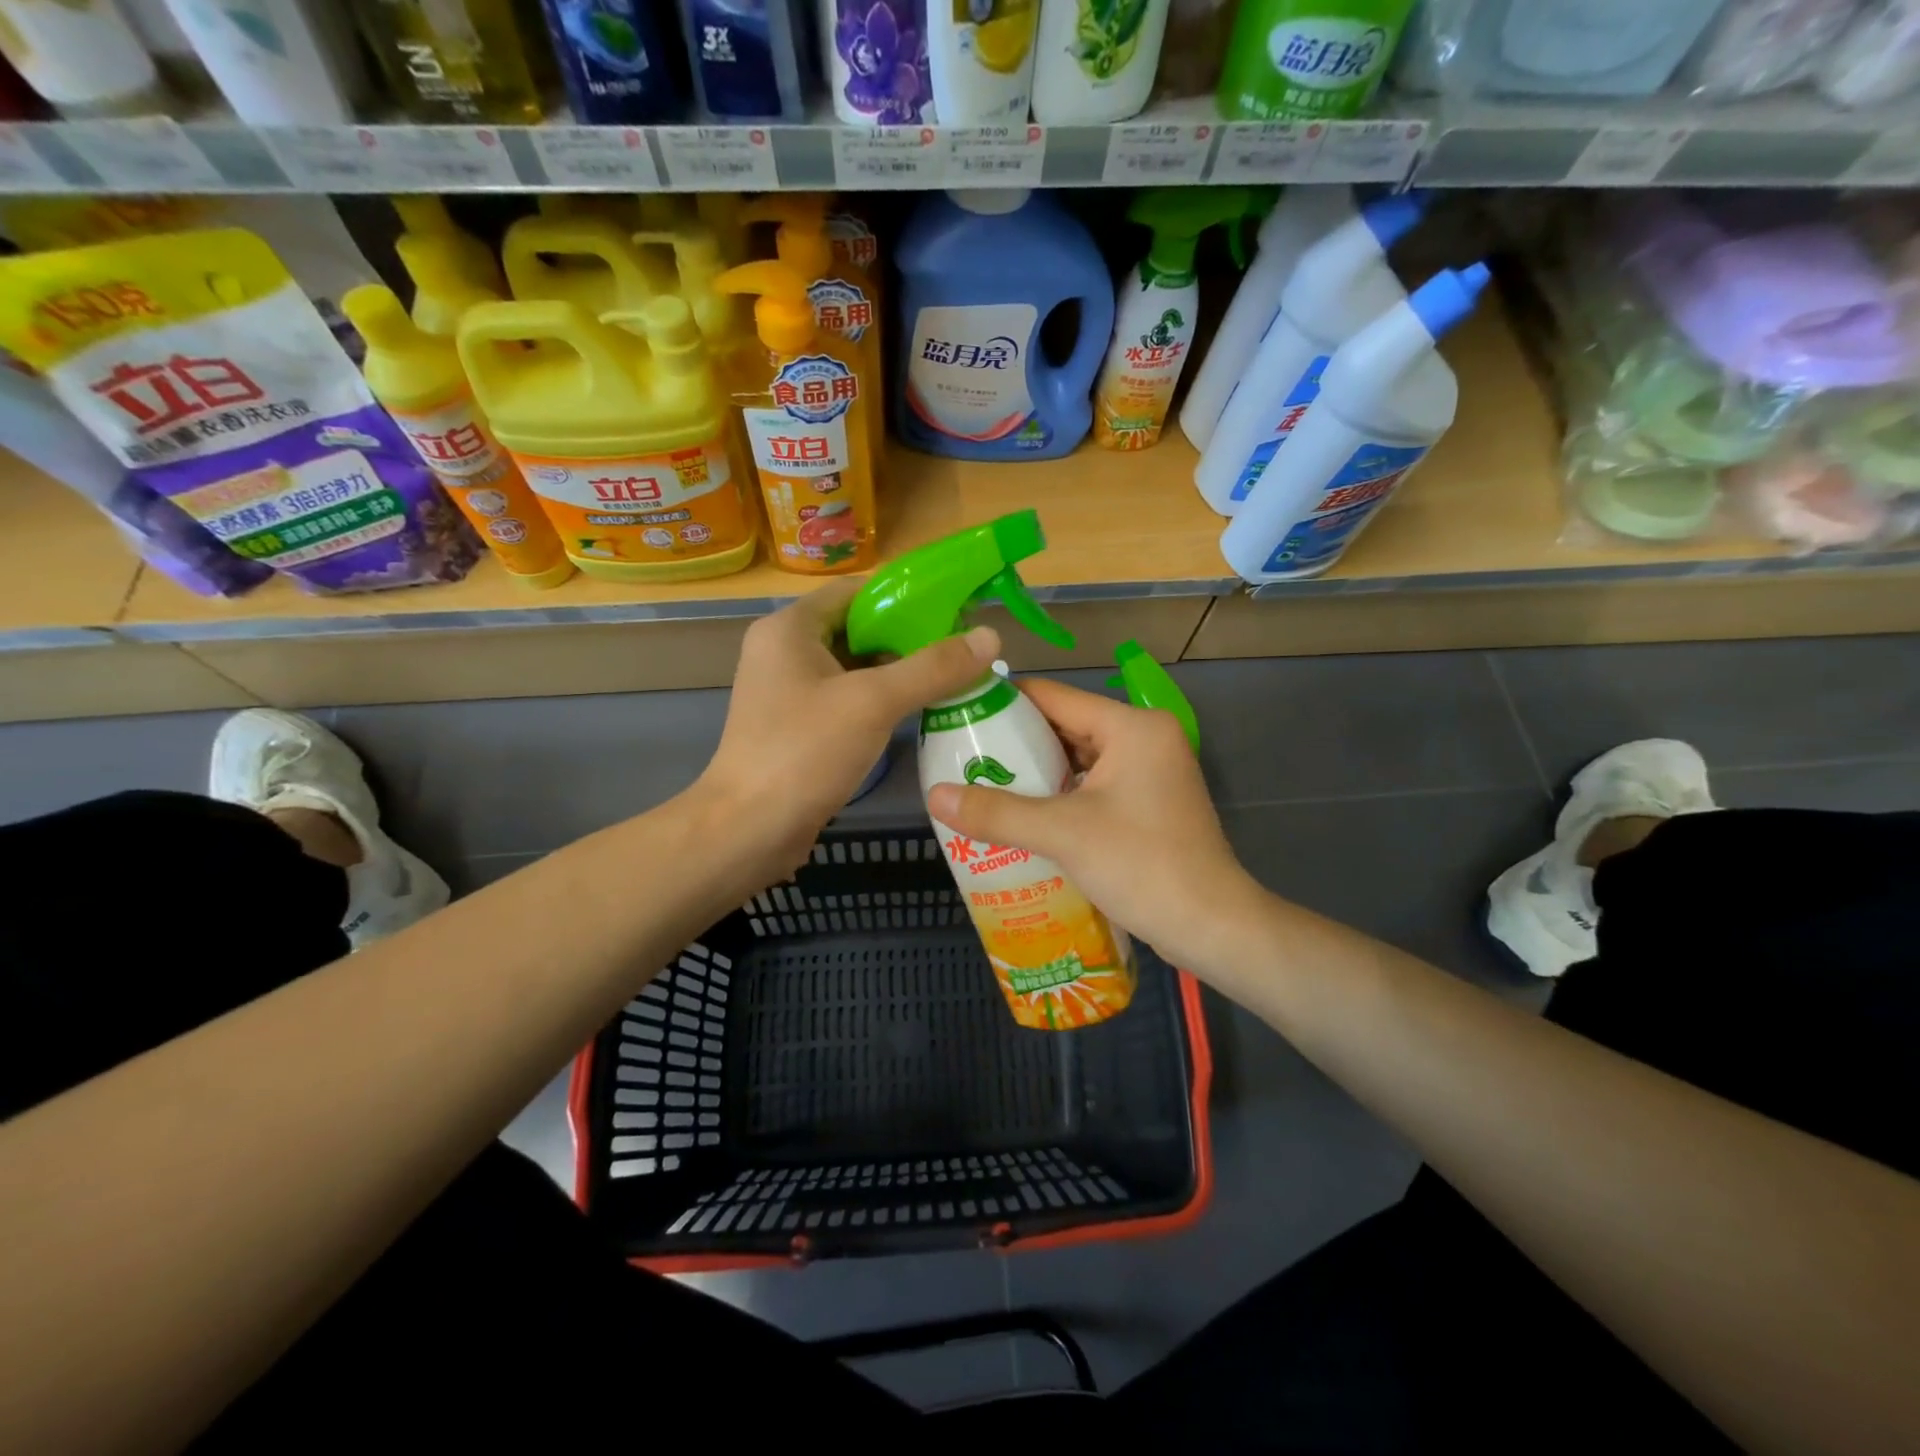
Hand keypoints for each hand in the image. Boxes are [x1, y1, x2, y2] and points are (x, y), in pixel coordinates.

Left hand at [699, 577, 999, 887]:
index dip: (905, 597)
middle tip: (960, 651)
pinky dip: (881, 700)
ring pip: (854, 667)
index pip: (856, 591)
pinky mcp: (797, 725)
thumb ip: (932, 667)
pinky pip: (847, 698)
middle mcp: (784, 650)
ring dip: (899, 672)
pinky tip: (919, 711)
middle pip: (857, 628)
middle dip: (909, 638)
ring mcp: (789, 691)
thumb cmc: (804, 753)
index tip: (954, 611)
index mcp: (790, 628)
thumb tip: (990, 636)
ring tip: (952, 678)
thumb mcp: (873, 703)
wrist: (749, 830)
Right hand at [926, 678, 1266, 979]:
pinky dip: (1059, 797)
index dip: (1003, 703)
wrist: (1211, 926)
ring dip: (1035, 774)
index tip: (958, 716)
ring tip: (981, 786)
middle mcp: (1144, 738)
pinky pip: (1093, 786)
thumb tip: (934, 796)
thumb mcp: (1063, 834)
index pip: (1054, 696)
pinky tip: (1021, 816)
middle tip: (962, 758)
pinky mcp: (1149, 804)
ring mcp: (1150, 772)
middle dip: (1015, 744)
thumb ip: (997, 812)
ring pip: (1078, 760)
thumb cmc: (1142, 865)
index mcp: (1132, 726)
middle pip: (1065, 726)